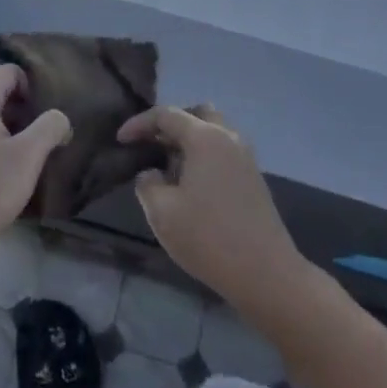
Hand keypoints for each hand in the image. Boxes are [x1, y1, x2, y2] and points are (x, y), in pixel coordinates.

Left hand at [0, 65, 70, 277]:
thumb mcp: (26, 158)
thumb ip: (49, 128)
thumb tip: (60, 117)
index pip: (13, 71)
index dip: (37, 87)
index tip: (55, 114)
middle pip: (4, 94)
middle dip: (31, 112)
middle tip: (54, 137)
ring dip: (19, 133)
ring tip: (42, 158)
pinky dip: (2, 148)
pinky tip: (16, 174)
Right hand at [117, 105, 305, 315]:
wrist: (266, 273)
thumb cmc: (208, 238)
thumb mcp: (162, 213)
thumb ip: (147, 184)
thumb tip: (152, 173)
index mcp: (205, 138)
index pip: (166, 115)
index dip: (139, 124)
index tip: (120, 140)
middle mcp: (228, 137)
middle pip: (196, 114)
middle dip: (170, 124)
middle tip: (150, 144)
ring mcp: (245, 157)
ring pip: (213, 131)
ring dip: (188, 140)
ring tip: (168, 167)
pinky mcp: (253, 178)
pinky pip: (223, 150)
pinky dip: (203, 155)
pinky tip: (190, 183)